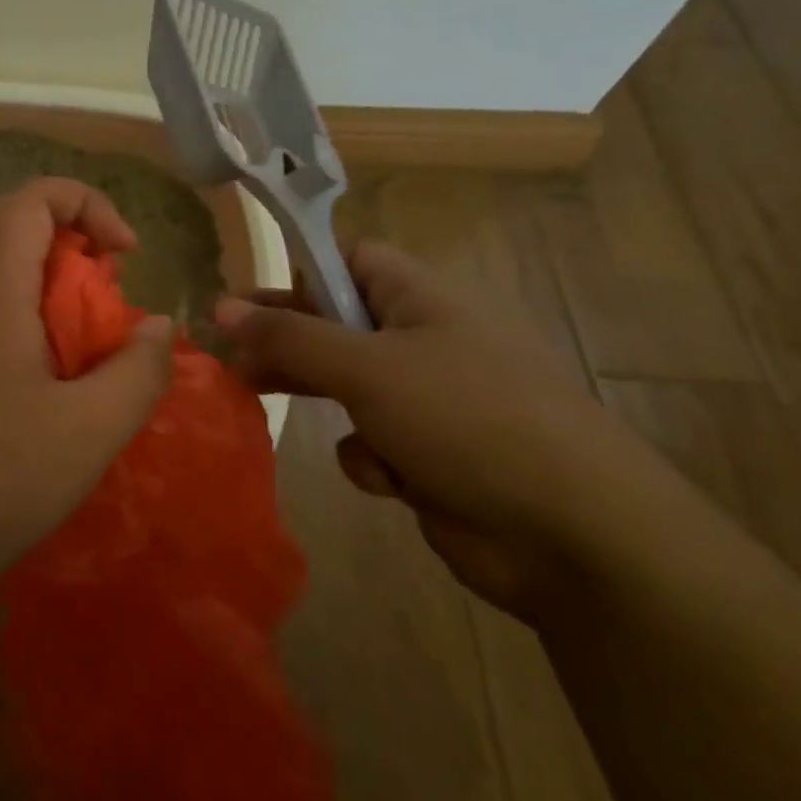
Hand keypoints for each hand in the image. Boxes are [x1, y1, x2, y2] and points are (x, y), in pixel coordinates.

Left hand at [0, 178, 174, 618]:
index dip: (88, 205)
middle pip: (12, 220)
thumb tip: (160, 327)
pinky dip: (27, 308)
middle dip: (71, 234)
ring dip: (49, 275)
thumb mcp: (92, 429)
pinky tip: (51, 370)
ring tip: (88, 330)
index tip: (127, 256)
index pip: (32, 198)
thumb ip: (139, 369)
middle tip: (109, 282)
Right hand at [216, 242, 660, 615]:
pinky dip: (373, 458)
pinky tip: (391, 478)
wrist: (579, 538)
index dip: (305, 275)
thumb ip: (289, 337)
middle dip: (288, 343)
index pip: (353, 261)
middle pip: (338, 326)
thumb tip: (221, 308)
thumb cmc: (468, 420)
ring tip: (262, 400)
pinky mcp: (433, 458)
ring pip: (349, 387)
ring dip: (321, 398)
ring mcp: (432, 403)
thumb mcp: (367, 368)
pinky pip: (375, 443)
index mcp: (423, 301)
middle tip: (231, 356)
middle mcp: (427, 343)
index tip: (257, 303)